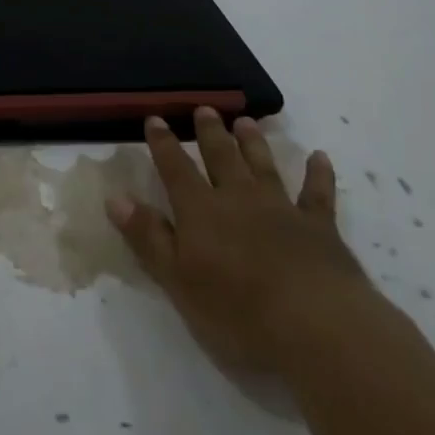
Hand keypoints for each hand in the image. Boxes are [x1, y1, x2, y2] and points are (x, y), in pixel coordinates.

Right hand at [107, 109, 380, 374]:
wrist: (317, 326)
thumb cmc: (238, 310)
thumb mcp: (178, 280)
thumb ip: (148, 237)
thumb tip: (115, 197)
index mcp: (200, 210)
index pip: (175, 168)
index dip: (163, 143)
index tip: (155, 118)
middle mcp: (238, 198)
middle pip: (221, 157)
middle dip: (210, 132)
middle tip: (205, 108)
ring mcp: (281, 209)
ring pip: (262, 166)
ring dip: (253, 143)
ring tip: (245, 121)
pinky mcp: (320, 228)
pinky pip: (317, 194)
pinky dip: (318, 174)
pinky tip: (320, 157)